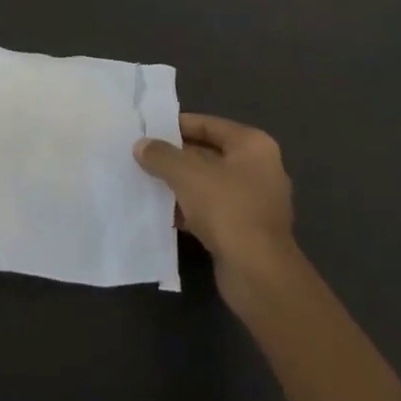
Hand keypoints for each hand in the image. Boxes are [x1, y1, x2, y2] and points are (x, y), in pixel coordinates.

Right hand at [135, 113, 297, 282]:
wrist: (259, 276)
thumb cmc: (227, 209)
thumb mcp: (187, 174)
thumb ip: (161, 155)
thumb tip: (141, 146)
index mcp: (252, 145)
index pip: (208, 125)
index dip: (177, 126)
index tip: (149, 130)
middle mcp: (259, 169)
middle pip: (208, 154)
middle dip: (176, 157)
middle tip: (144, 156)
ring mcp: (255, 202)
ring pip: (209, 184)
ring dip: (181, 185)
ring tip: (147, 182)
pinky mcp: (247, 231)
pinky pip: (212, 210)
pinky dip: (190, 210)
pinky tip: (164, 213)